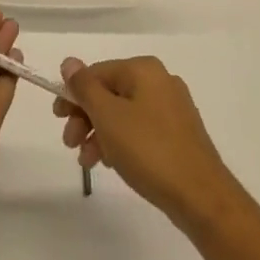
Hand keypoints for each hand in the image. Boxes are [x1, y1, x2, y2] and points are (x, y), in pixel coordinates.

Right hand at [54, 56, 236, 227]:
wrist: (201, 197)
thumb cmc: (149, 150)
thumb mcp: (107, 116)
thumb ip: (84, 87)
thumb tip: (69, 62)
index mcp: (143, 70)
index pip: (96, 73)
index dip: (73, 94)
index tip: (58, 119)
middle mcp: (160, 81)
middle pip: (109, 93)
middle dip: (85, 117)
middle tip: (70, 143)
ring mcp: (172, 108)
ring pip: (123, 113)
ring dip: (100, 133)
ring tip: (88, 161)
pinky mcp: (179, 134)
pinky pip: (140, 129)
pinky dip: (121, 141)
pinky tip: (112, 162)